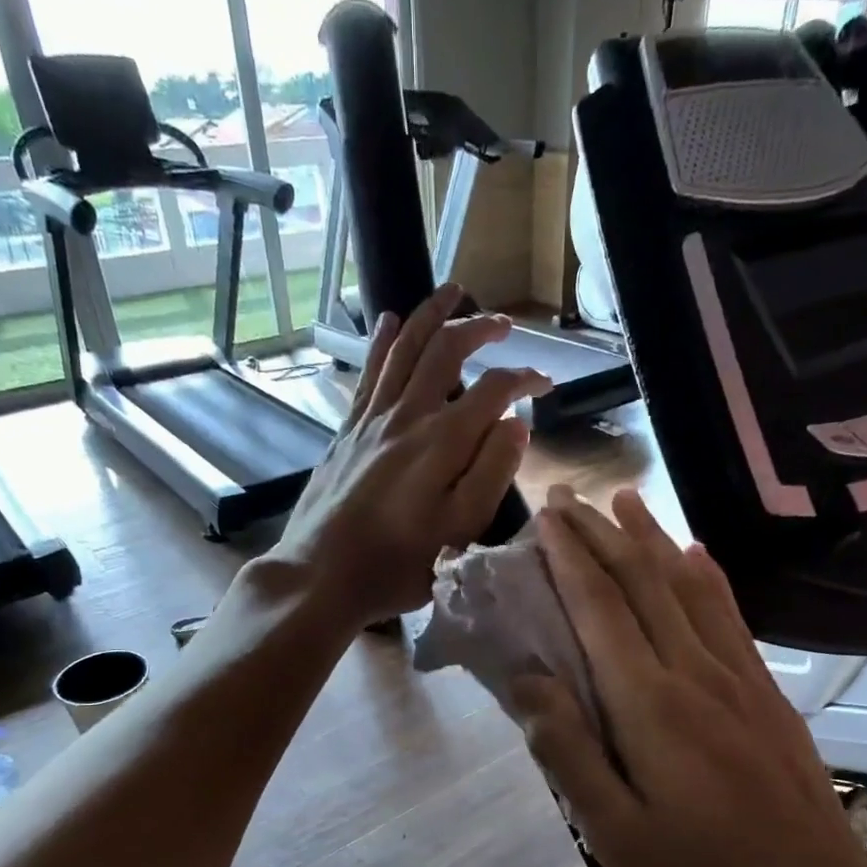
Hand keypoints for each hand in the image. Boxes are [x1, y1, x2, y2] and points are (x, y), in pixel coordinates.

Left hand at [269, 283, 546, 628]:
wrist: (321, 574)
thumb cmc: (398, 564)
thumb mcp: (460, 529)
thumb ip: (492, 472)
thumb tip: (515, 423)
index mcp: (443, 442)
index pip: (494, 390)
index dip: (525, 379)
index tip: (546, 385)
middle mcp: (407, 417)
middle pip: (446, 351)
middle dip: (480, 329)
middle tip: (503, 325)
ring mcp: (372, 420)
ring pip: (404, 349)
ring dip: (431, 315)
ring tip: (452, 291)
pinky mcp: (347, 431)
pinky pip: (369, 372)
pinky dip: (384, 342)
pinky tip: (390, 322)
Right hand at [510, 487, 866, 866]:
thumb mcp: (614, 834)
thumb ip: (568, 751)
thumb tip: (528, 679)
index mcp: (650, 705)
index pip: (601, 609)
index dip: (570, 558)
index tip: (544, 517)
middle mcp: (695, 674)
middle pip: (642, 584)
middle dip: (602, 534)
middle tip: (568, 496)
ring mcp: (739, 681)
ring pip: (687, 589)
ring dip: (652, 539)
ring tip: (626, 501)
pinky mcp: (767, 697)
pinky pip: (731, 618)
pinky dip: (706, 577)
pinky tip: (697, 557)